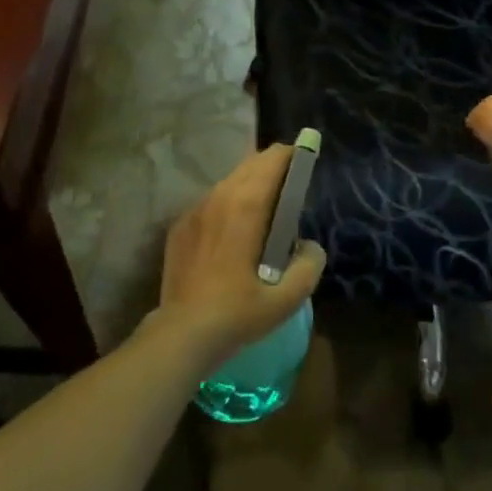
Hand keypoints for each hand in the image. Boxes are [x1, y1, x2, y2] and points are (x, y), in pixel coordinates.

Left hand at [156, 143, 325, 363]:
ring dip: (249, 185)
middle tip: (289, 188)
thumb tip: (310, 247)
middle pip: (251, 164)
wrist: (182, 333)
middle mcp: (220, 196)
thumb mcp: (285, 300)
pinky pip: (211, 202)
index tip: (305, 164)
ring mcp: (196, 209)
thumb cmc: (237, 313)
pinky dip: (226, 205)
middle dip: (272, 167)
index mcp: (247, 205)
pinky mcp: (181, 225)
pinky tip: (231, 234)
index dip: (291, 156)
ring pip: (229, 181)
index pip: (272, 160)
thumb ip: (308, 267)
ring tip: (263, 210)